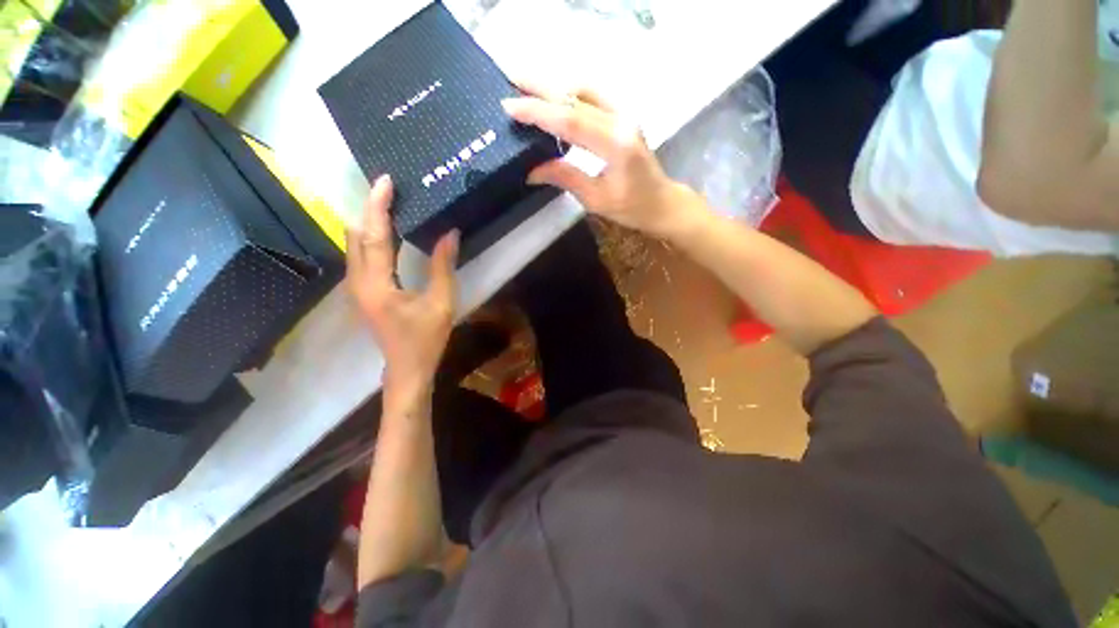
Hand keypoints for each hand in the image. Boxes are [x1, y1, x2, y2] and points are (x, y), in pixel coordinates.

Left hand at [345, 175, 458, 408]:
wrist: (406, 369)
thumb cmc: (426, 339)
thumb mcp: (441, 303)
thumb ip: (443, 266)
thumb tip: (450, 233)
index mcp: (377, 284)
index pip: (374, 235)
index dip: (379, 206)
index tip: (386, 181)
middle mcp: (358, 281)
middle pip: (356, 235)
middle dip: (370, 209)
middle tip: (391, 190)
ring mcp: (356, 287)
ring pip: (354, 244)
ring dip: (370, 222)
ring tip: (389, 205)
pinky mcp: (362, 291)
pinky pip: (360, 255)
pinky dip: (371, 237)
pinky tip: (387, 232)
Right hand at [502, 88, 697, 238]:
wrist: (661, 202)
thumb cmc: (631, 207)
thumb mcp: (595, 199)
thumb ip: (564, 178)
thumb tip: (530, 170)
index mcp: (615, 144)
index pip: (570, 120)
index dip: (538, 112)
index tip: (509, 107)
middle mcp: (621, 120)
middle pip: (576, 96)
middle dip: (540, 87)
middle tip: (510, 80)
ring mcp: (624, 114)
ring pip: (584, 90)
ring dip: (554, 87)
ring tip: (526, 88)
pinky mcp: (623, 116)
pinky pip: (593, 96)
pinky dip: (569, 94)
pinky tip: (555, 99)